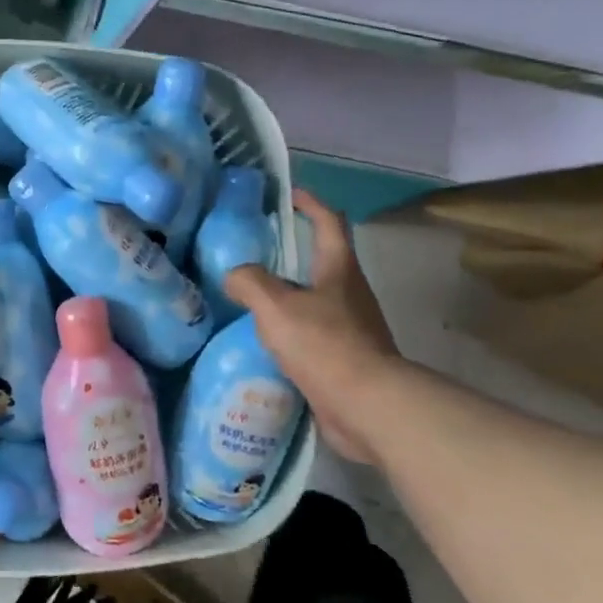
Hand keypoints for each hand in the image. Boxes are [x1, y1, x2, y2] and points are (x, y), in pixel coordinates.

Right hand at [226, 189, 400, 463]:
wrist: (368, 406)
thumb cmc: (325, 344)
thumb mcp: (276, 305)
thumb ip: (249, 282)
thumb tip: (234, 276)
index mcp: (339, 270)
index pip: (329, 223)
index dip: (310, 204)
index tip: (289, 195)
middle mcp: (351, 294)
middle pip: (324, 262)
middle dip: (294, 254)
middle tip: (256, 254)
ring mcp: (353, 328)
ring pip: (317, 300)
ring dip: (290, 296)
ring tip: (253, 301)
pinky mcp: (348, 360)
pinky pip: (315, 335)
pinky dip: (292, 331)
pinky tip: (267, 342)